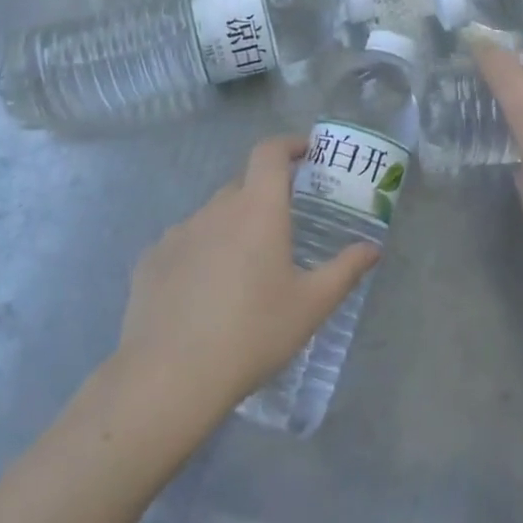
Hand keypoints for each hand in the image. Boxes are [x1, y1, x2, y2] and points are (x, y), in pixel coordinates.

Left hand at [114, 135, 381, 414]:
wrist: (170, 377)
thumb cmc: (253, 333)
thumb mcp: (311, 305)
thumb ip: (345, 270)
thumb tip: (372, 249)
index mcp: (257, 208)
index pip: (269, 152)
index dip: (289, 144)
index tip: (306, 153)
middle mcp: (216, 209)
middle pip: (243, 185)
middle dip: (265, 195)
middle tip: (283, 227)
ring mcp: (178, 232)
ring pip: (212, 216)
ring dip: (232, 227)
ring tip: (243, 270)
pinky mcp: (150, 260)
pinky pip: (184, 243)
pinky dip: (200, 253)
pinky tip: (204, 293)